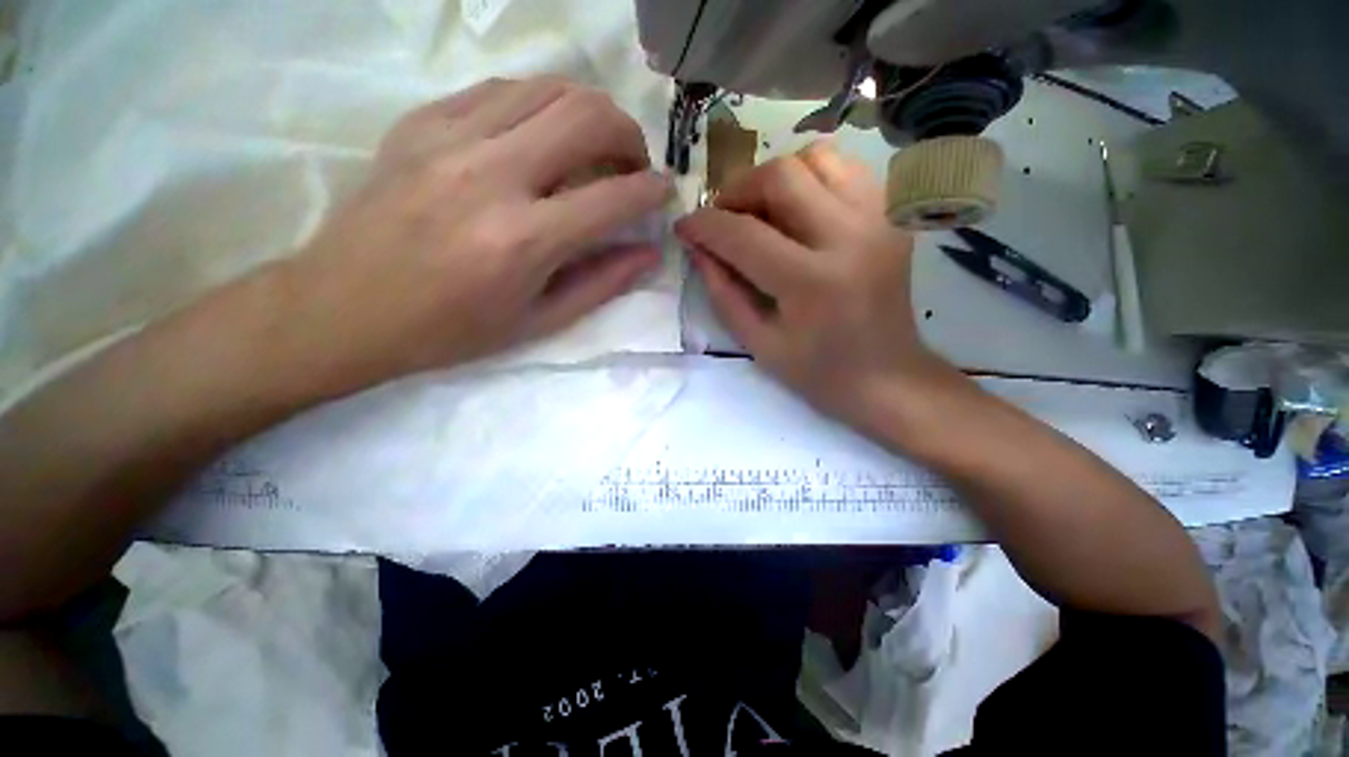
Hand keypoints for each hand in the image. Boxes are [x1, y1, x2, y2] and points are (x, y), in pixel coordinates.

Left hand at [278, 76, 668, 396]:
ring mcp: (449, 138)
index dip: (652, 191)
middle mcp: (491, 175)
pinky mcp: (421, 121)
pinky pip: (500, 90)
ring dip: (588, 112)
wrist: (343, 308)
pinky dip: (538, 105)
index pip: (614, 198)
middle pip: (586, 115)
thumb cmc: (450, 329)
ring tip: (594, 147)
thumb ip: (602, 283)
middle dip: (629, 134)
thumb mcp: (538, 321)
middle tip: (632, 163)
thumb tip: (649, 253)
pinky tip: (541, 136)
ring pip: (547, 88)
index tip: (664, 193)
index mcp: (524, 240)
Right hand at [674, 141, 953, 427]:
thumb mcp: (758, 344)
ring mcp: (878, 219)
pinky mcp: (890, 216)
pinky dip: (811, 177)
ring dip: (775, 177)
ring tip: (760, 211)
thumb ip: (723, 293)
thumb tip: (699, 248)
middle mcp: (849, 237)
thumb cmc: (818, 372)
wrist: (887, 375)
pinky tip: (797, 208)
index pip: (743, 235)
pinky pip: (845, 168)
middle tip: (723, 218)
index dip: (704, 225)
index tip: (684, 227)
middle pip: (781, 176)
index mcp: (811, 282)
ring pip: (816, 158)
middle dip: (737, 190)